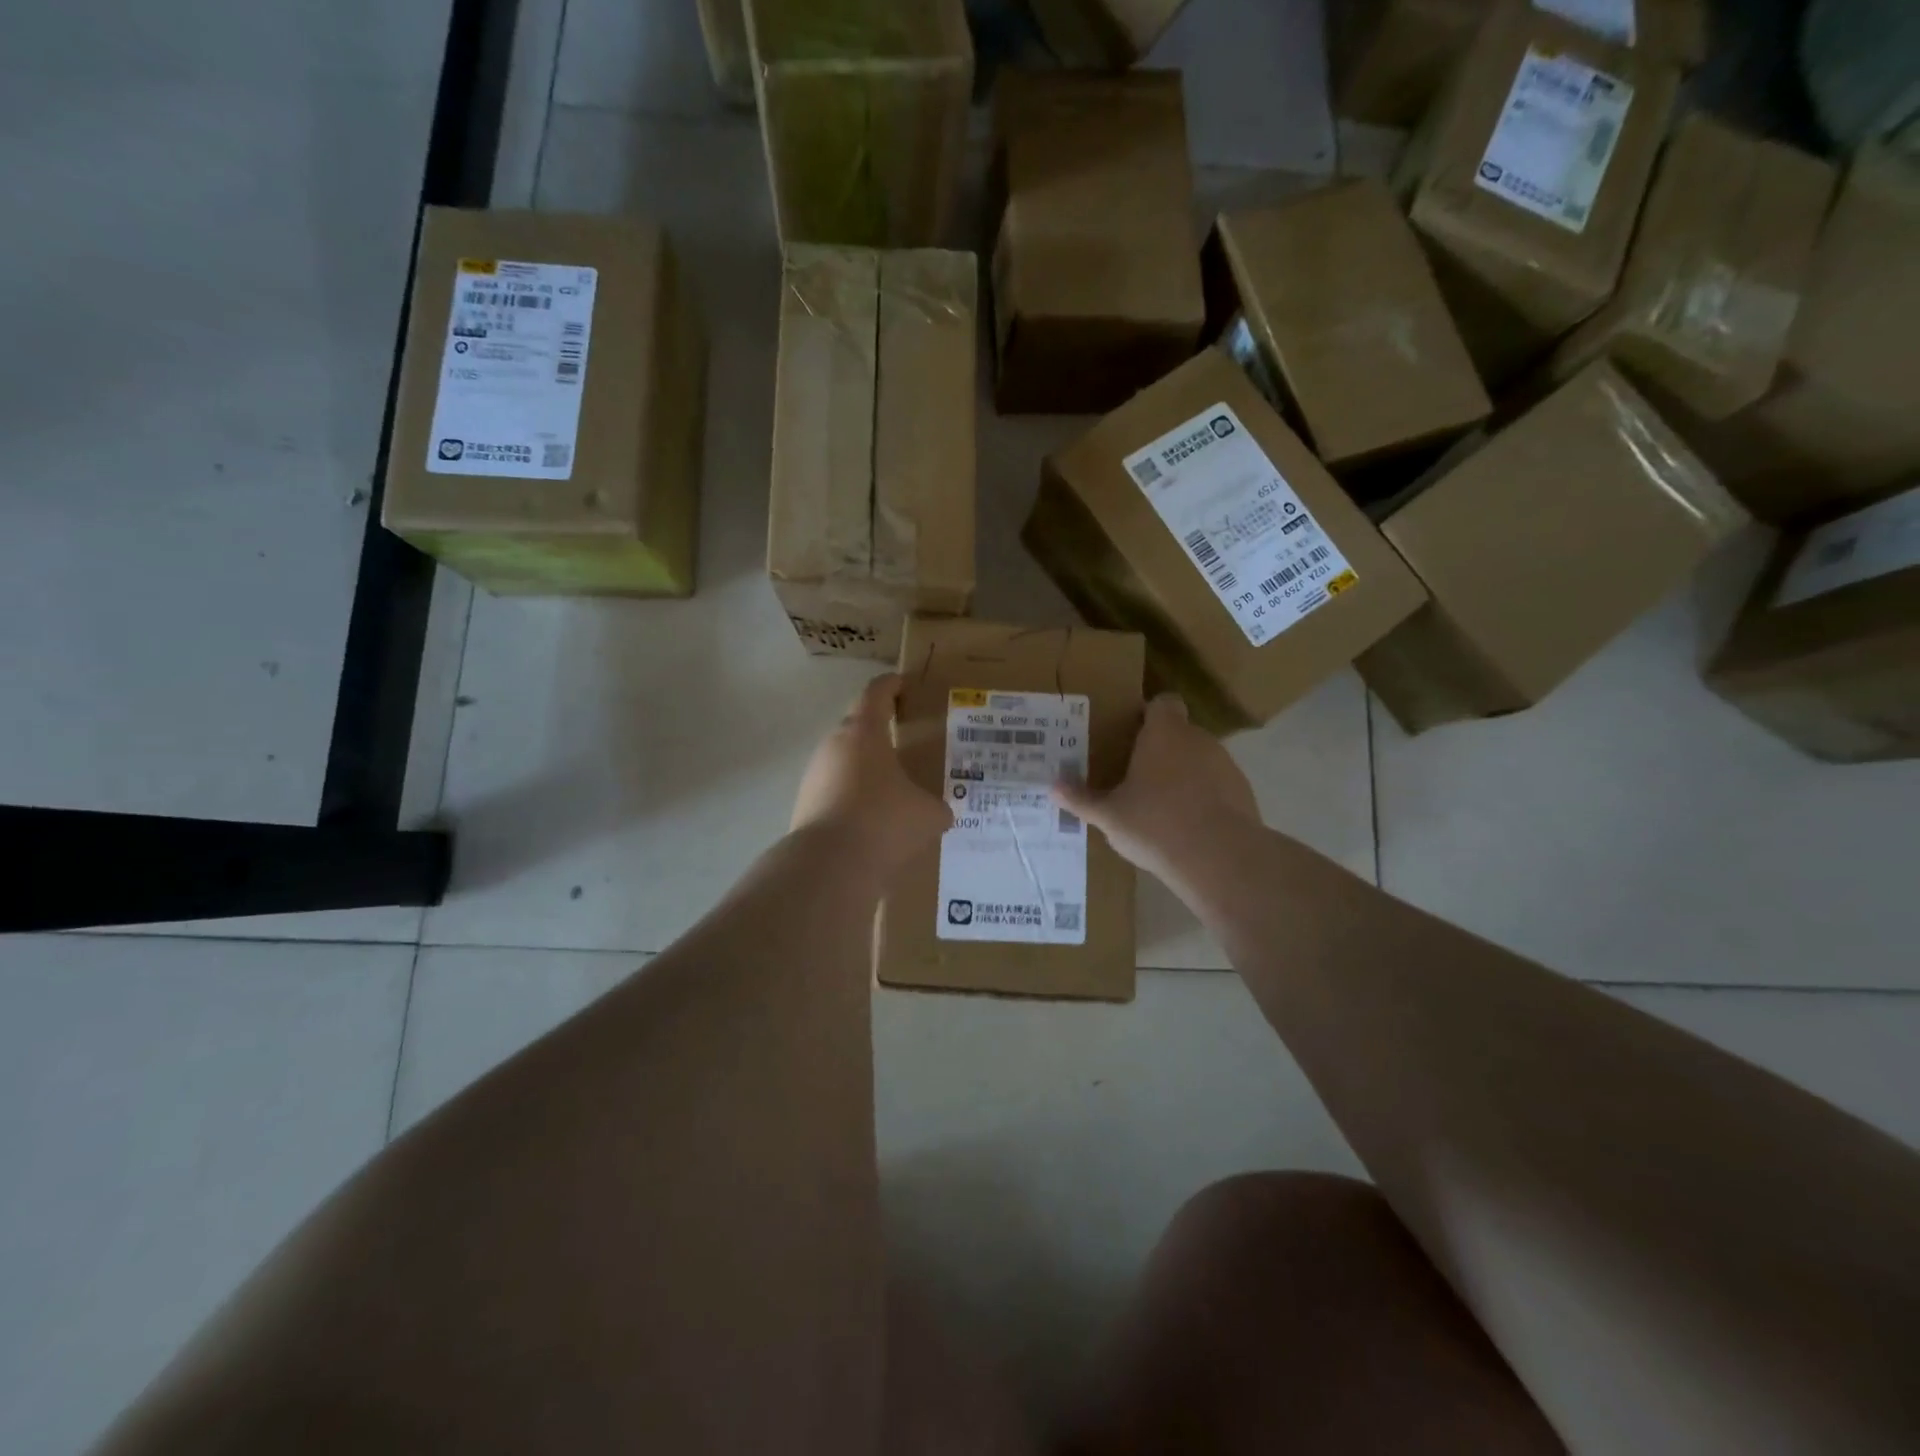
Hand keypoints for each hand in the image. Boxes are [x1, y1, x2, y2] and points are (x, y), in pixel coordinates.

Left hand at [792, 673, 951, 877]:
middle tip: (904, 740)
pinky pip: (835, 792)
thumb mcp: (928, 814)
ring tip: (891, 786)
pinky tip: (872, 820)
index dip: (891, 685)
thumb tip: (939, 812)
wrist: (829, 867)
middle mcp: (833, 746)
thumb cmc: (884, 822)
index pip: (876, 693)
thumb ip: (937, 806)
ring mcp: (814, 776)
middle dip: (879, 731)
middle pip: (856, 727)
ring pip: (844, 762)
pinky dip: (853, 798)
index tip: (903, 683)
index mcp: (864, 732)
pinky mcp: (805, 806)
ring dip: (865, 768)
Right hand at [1053, 694, 1258, 886]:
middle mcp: (1197, 739)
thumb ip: (1081, 799)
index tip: (1132, 733)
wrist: (1219, 858)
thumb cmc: (1155, 824)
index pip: (1163, 703)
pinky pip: (1216, 785)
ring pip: (1199, 759)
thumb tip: (1052, 787)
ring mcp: (1225, 764)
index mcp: (1164, 734)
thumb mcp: (1109, 815)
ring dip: (1183, 774)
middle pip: (1179, 732)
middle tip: (1136, 775)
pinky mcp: (1242, 791)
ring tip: (1161, 805)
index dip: (1150, 714)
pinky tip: (1187, 825)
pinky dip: (1203, 797)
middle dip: (1160, 749)